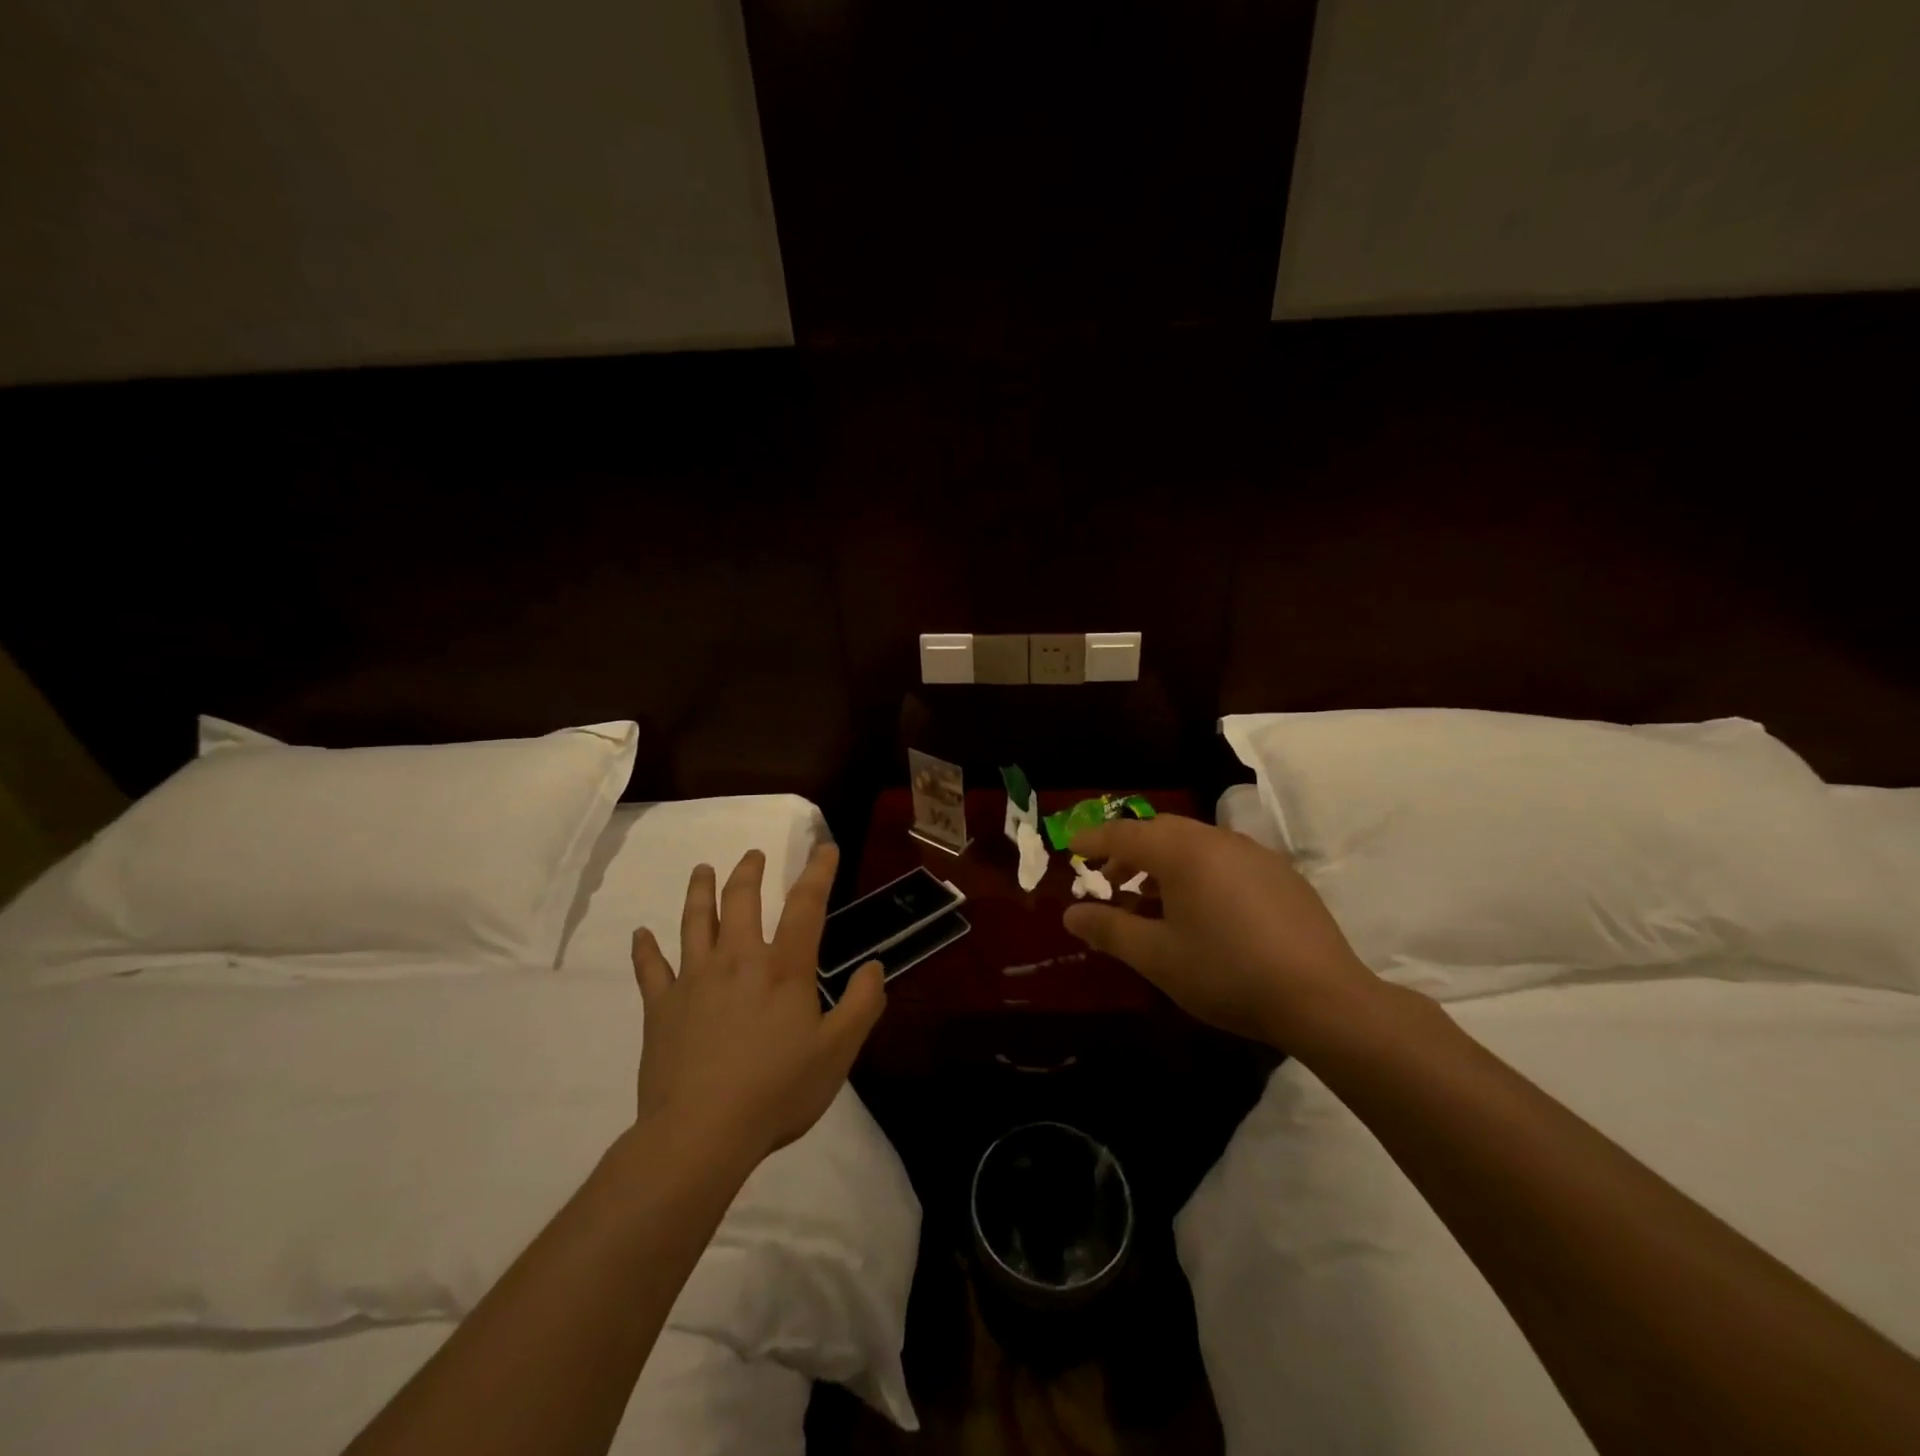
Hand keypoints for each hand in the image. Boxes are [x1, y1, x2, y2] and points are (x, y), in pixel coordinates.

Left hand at [630, 845, 884, 1163]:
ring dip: (700, 891)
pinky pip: (651, 969)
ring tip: (703, 869)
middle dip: (749, 872)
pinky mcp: (661, 1007)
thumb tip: (874, 966)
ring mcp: (694, 980)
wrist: (700, 1134)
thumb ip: (861, 1004)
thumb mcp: (837, 1052)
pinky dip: (645, 949)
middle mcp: (738, 960)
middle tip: (754, 855)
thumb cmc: (777, 1091)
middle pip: (741, 900)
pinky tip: (640, 934)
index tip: (825, 847)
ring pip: (695, 922)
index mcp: (783, 968)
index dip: (818, 872)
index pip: (805, 906)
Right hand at [1062, 814, 1378, 1047]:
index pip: (1125, 834)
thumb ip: (1109, 930)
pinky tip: (1202, 909)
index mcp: (1183, 852)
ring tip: (1151, 898)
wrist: (1323, 998)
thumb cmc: (1227, 973)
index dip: (1093, 840)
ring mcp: (1254, 854)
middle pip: (1161, 831)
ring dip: (1164, 861)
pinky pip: (1224, 858)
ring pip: (1195, 843)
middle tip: (1110, 878)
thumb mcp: (1157, 957)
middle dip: (1129, 850)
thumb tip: (1070, 914)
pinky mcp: (1281, 874)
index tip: (1071, 848)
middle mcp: (1217, 840)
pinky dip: (1198, 870)